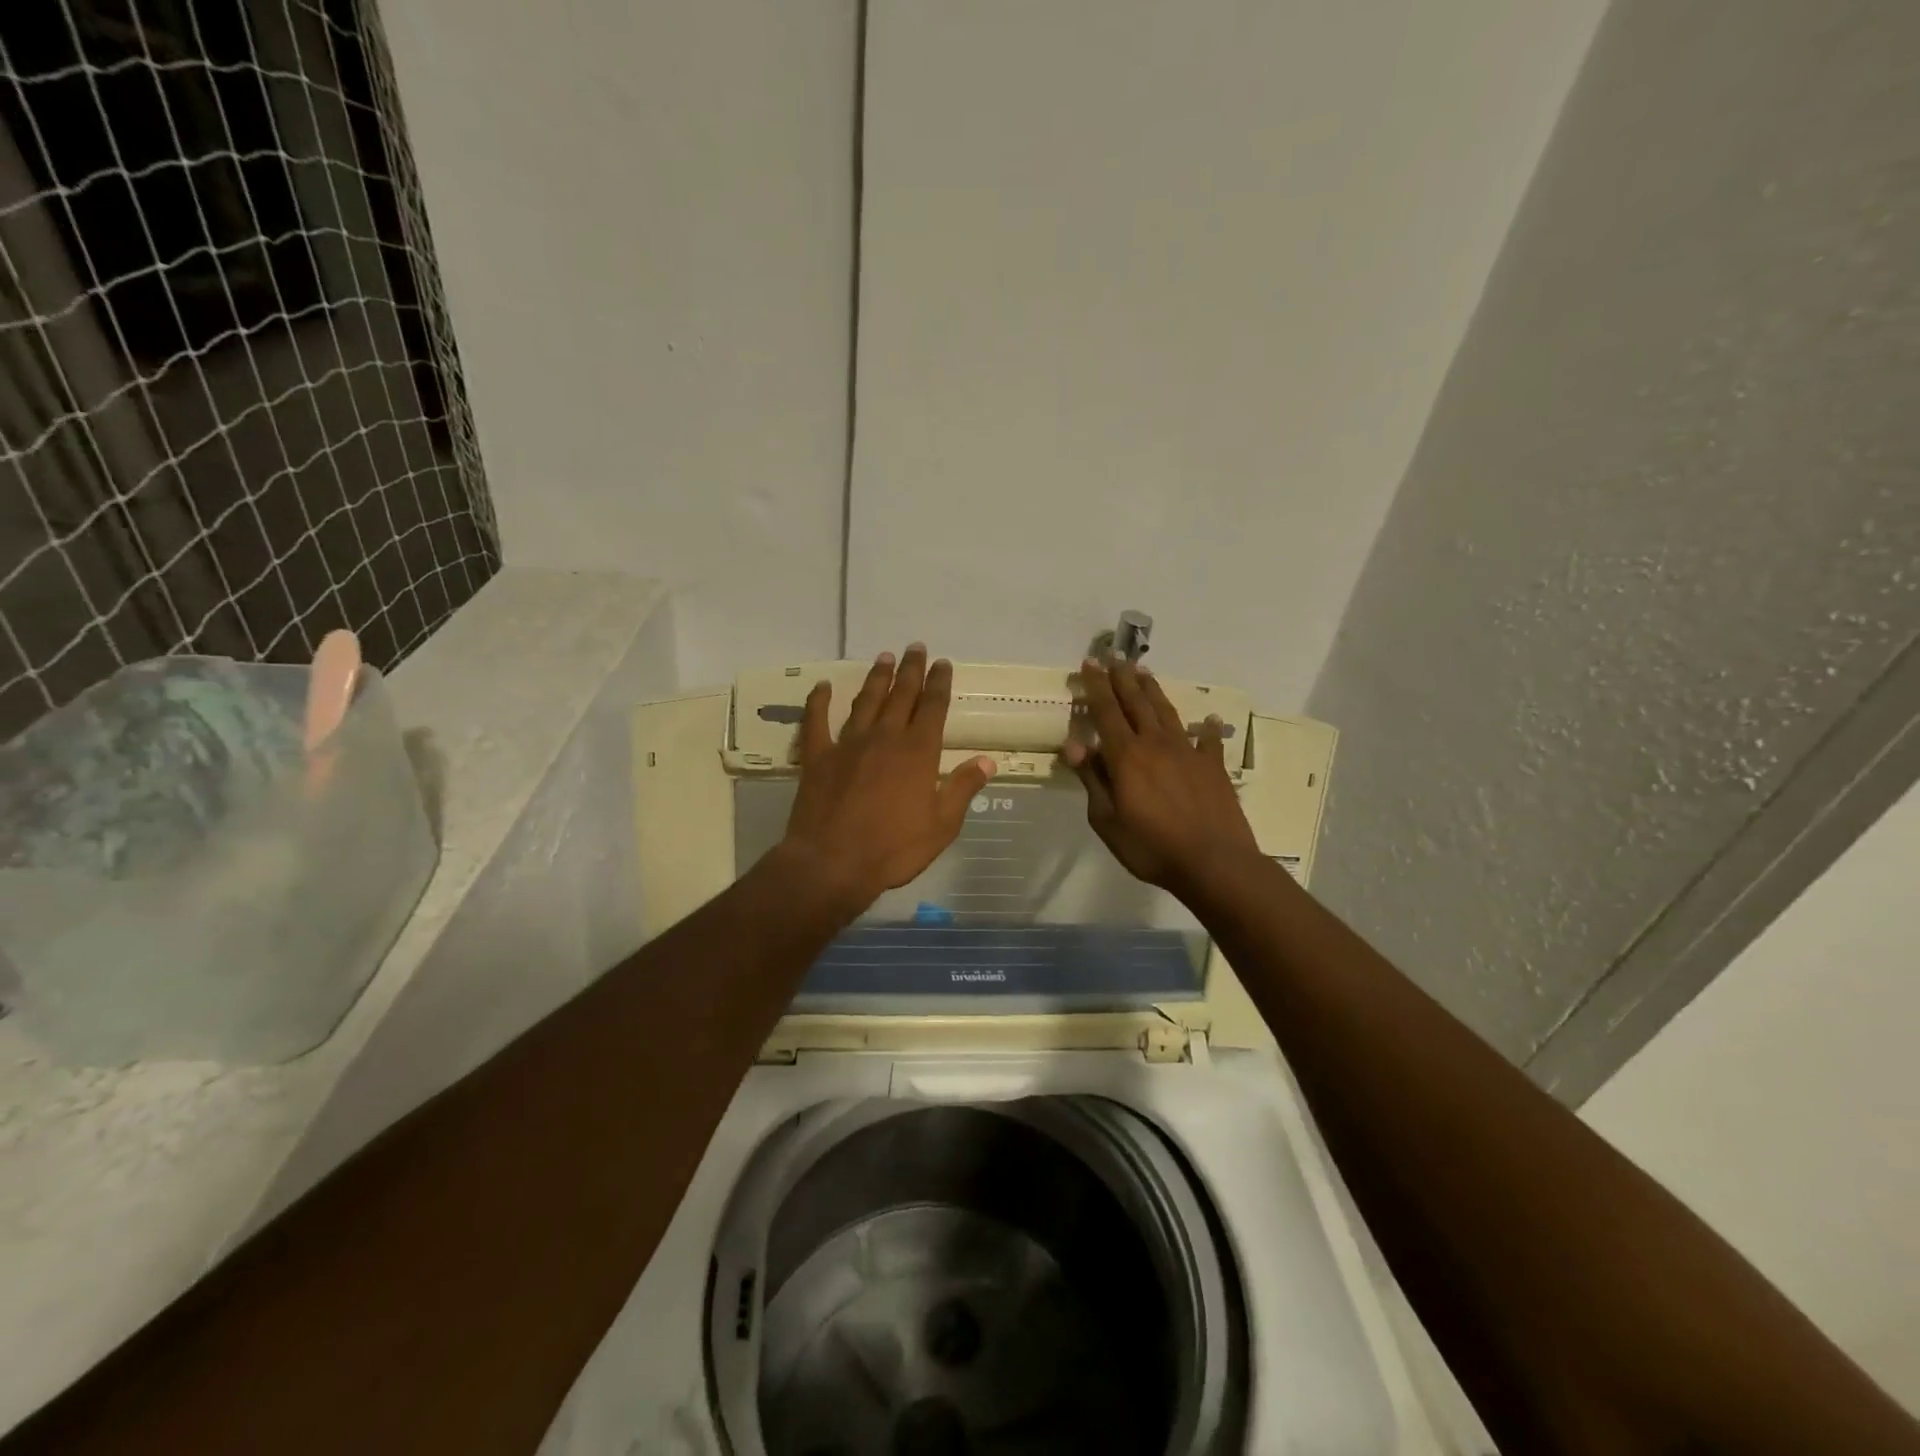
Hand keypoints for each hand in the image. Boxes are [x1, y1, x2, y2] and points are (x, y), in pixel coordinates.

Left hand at [780, 645, 996, 914]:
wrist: (832, 864)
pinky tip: (822, 686)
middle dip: (911, 670)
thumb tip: (988, 760)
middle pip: (901, 695)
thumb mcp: (942, 825)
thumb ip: (963, 788)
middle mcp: (885, 738)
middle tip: (916, 648)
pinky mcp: (817, 757)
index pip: (933, 707)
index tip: (943, 663)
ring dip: (876, 678)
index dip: (939, 683)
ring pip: (865, 702)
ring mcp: (848, 744)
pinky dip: (819, 701)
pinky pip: (816, 721)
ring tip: (884, 658)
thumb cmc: (893, 849)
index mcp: (918, 752)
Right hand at [1063, 657, 1260, 896]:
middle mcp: (1156, 744)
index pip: (1106, 712)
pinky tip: (1207, 719)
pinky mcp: (1213, 766)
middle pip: (1136, 703)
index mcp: (1126, 756)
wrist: (1214, 863)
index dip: (1096, 686)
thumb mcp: (1107, 820)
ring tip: (1144, 673)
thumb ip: (1092, 780)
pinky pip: (1208, 740)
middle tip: (1114, 658)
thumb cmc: (1151, 847)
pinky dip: (1206, 728)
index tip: (1089, 664)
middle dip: (1122, 679)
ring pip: (1167, 712)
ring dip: (1153, 691)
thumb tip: (1074, 743)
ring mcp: (1188, 752)